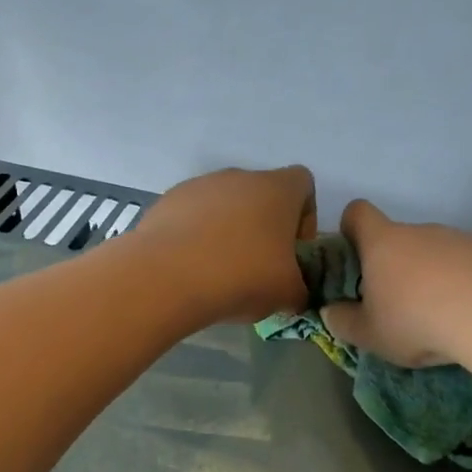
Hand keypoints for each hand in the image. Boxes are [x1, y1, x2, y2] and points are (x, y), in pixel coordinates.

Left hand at [131, 165, 316, 322]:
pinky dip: (197, 238)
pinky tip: (191, 269)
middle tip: (258, 269)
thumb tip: (294, 293)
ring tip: (220, 272)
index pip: (303, 184)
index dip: (305, 218)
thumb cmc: (242, 277)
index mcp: (277, 189)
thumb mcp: (288, 294)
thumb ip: (301, 289)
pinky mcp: (167, 202)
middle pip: (261, 196)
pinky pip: (193, 217)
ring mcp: (199, 186)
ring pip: (224, 206)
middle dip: (263, 229)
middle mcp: (239, 177)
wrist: (167, 278)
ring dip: (228, 233)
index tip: (294, 251)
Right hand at [320, 199, 471, 365]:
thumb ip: (343, 322)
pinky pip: (465, 264)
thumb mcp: (369, 334)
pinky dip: (461, 283)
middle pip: (398, 238)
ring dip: (429, 276)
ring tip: (437, 317)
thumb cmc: (416, 320)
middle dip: (393, 266)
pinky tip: (467, 314)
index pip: (357, 213)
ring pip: (433, 253)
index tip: (353, 256)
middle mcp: (419, 231)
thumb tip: (329, 311)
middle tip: (394, 306)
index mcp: (382, 243)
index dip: (349, 228)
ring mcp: (458, 238)